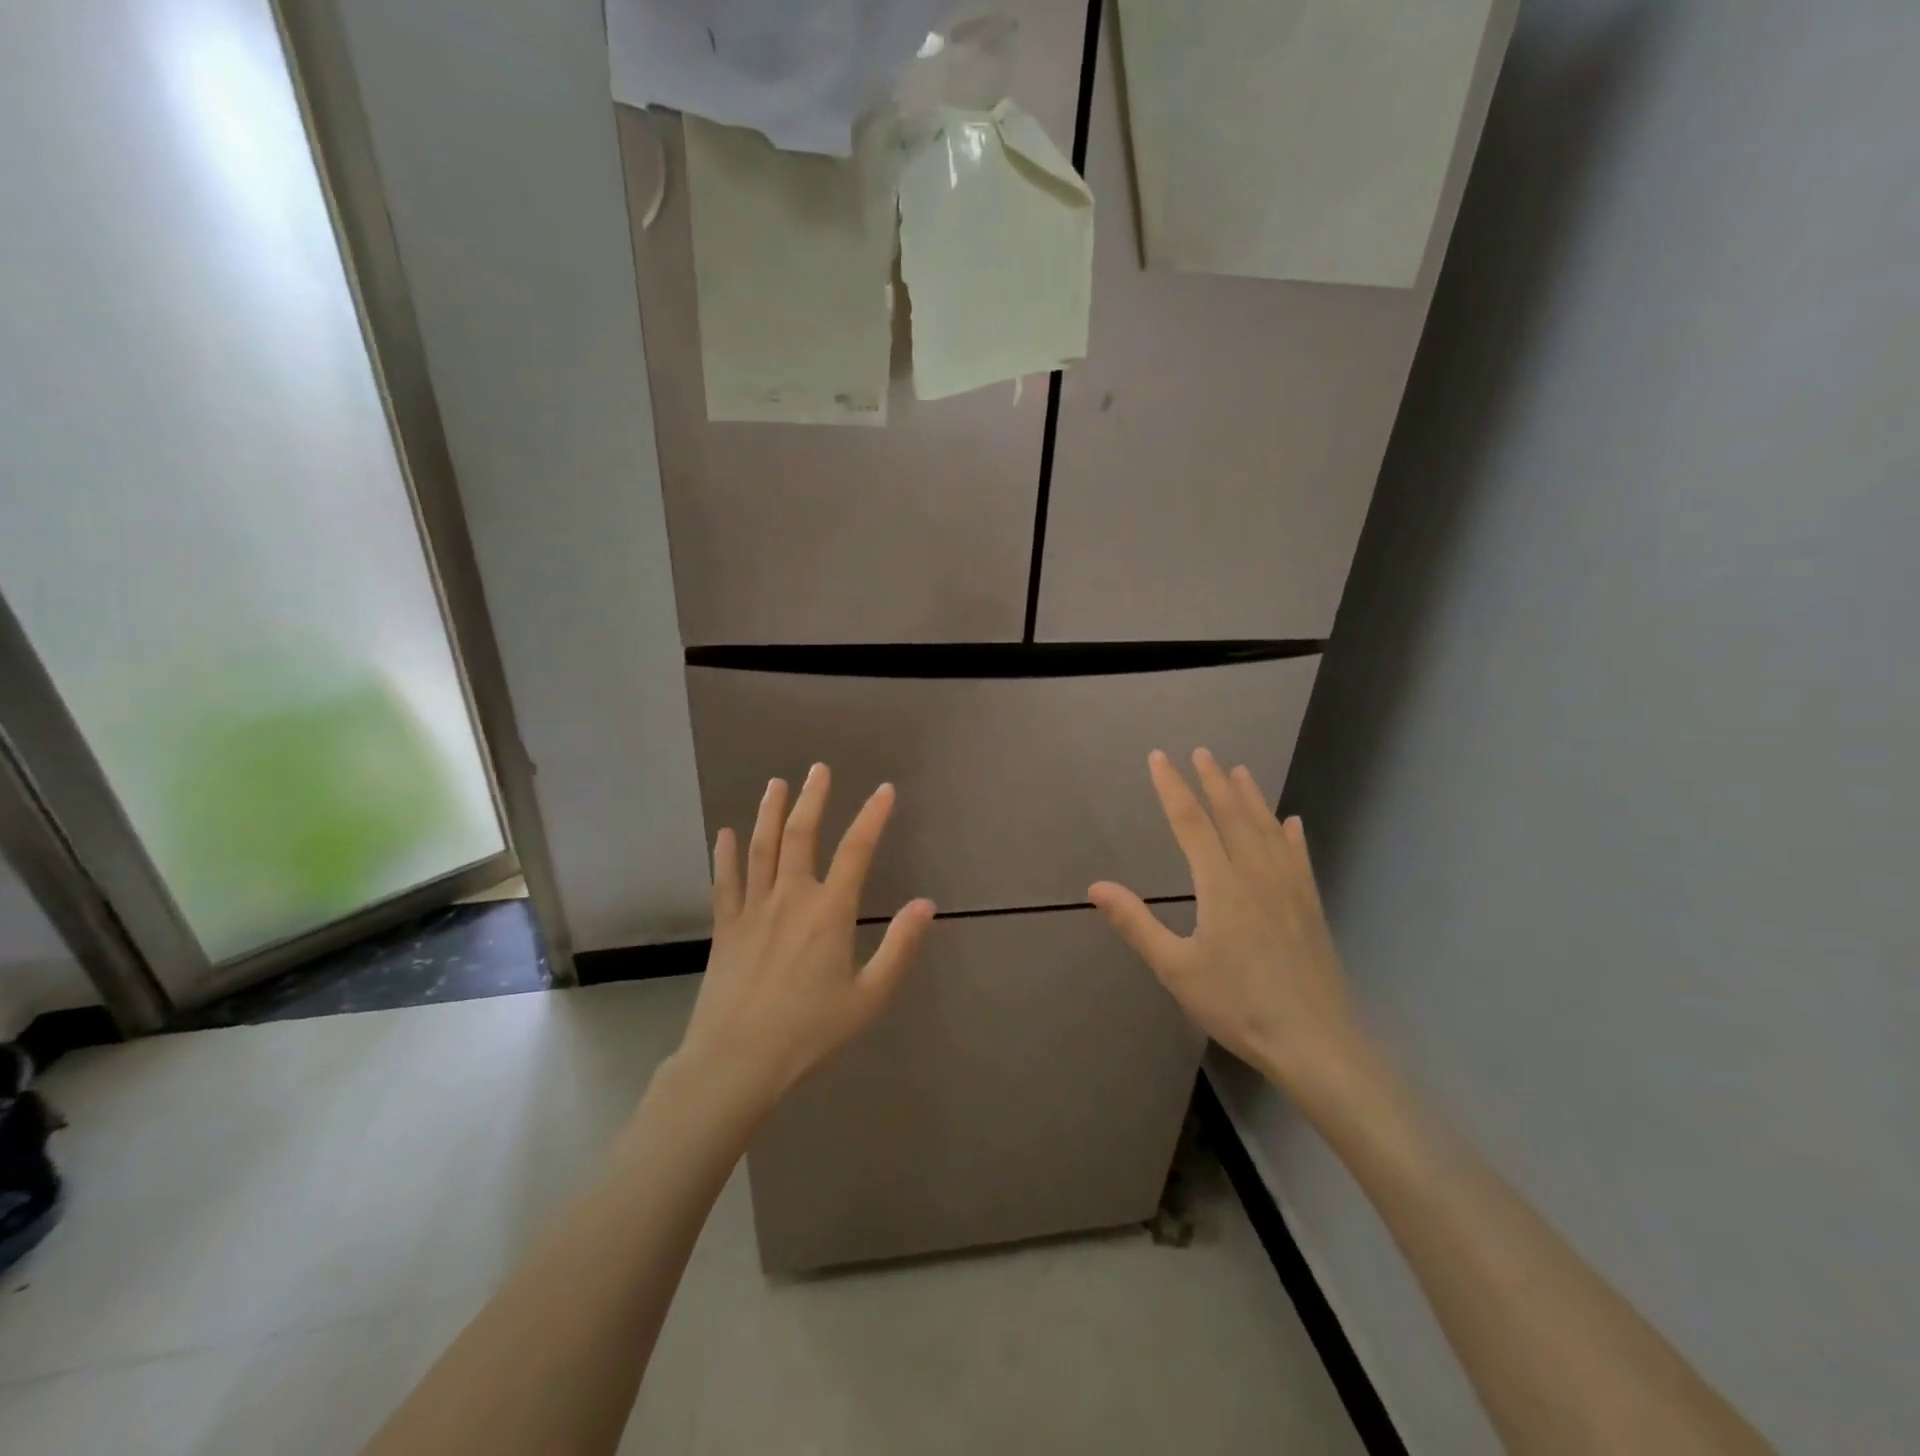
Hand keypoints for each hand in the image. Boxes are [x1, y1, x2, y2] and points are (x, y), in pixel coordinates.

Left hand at [671, 764, 935, 1122]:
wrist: (736, 1063)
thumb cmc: (809, 1033)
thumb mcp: (868, 998)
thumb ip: (899, 947)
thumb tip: (926, 904)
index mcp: (829, 913)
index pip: (856, 851)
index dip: (872, 816)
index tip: (884, 790)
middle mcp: (790, 898)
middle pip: (800, 836)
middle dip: (812, 799)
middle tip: (819, 768)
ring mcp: (753, 910)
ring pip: (761, 848)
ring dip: (769, 812)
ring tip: (776, 784)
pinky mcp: (725, 928)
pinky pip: (725, 881)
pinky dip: (726, 854)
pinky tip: (725, 833)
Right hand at [1089, 749, 1376, 1111]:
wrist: (1316, 1043)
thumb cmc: (1238, 1005)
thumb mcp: (1176, 969)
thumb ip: (1136, 924)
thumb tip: (1096, 887)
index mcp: (1220, 885)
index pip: (1191, 823)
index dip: (1173, 788)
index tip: (1159, 758)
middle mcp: (1256, 874)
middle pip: (1232, 815)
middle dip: (1213, 782)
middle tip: (1201, 752)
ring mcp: (1289, 888)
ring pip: (1267, 829)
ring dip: (1251, 797)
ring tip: (1240, 771)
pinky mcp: (1310, 907)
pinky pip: (1298, 857)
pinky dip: (1291, 835)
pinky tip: (1291, 822)